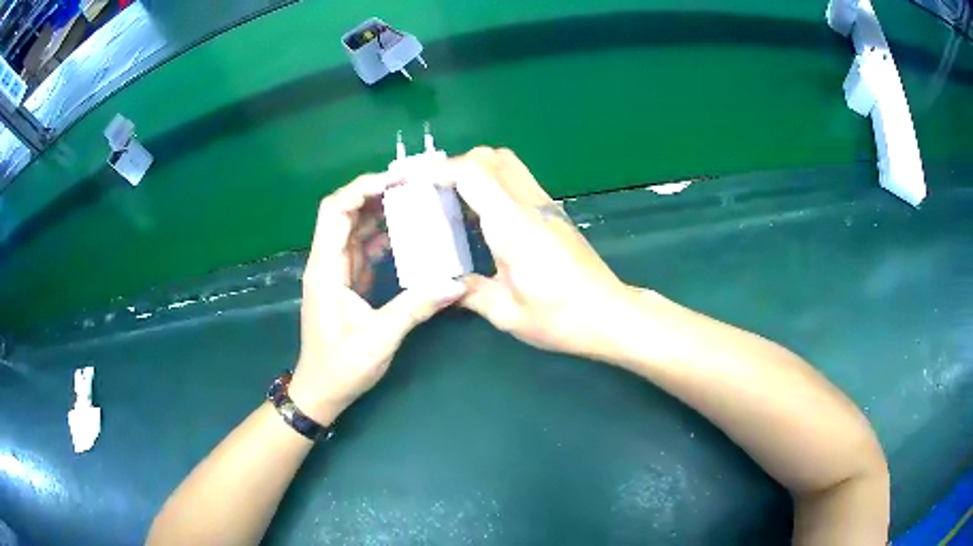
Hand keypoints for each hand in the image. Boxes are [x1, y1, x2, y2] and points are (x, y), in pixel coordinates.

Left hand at [290, 173, 466, 422]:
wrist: (321, 390)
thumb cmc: (341, 366)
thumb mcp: (380, 338)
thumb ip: (415, 307)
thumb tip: (455, 284)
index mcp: (325, 268)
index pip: (336, 210)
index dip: (362, 188)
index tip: (397, 180)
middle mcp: (326, 262)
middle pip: (345, 212)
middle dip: (376, 194)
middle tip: (414, 186)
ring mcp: (335, 271)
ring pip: (355, 228)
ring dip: (381, 214)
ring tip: (416, 204)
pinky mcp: (345, 282)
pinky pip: (362, 249)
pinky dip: (382, 238)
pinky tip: (407, 237)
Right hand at [447, 147, 633, 358]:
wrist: (610, 314)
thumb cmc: (559, 317)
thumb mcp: (506, 313)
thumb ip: (469, 292)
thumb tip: (444, 284)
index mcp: (513, 225)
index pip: (474, 172)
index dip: (442, 171)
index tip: (420, 186)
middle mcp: (530, 204)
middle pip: (491, 157)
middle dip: (457, 165)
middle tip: (437, 193)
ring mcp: (546, 205)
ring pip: (508, 163)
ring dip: (478, 170)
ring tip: (456, 200)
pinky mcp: (555, 212)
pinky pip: (519, 179)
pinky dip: (495, 181)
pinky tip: (485, 215)